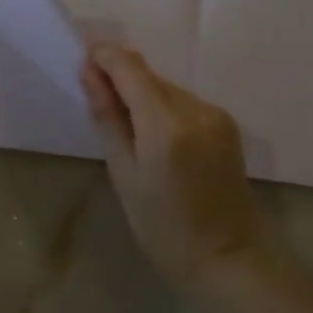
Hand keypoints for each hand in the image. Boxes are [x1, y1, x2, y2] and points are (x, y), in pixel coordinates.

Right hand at [81, 44, 269, 290]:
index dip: (104, 55)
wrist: (230, 257)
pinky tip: (156, 137)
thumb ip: (108, 118)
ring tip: (126, 128)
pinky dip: (163, 108)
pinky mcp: (226, 122)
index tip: (82, 58)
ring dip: (142, 94)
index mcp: (166, 125)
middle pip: (149, 75)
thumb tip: (89, 72)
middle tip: (97, 100)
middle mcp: (195, 108)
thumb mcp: (124, 175)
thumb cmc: (164, 228)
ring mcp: (215, 113)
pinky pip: (184, 102)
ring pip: (166, 87)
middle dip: (120, 77)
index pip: (130, 68)